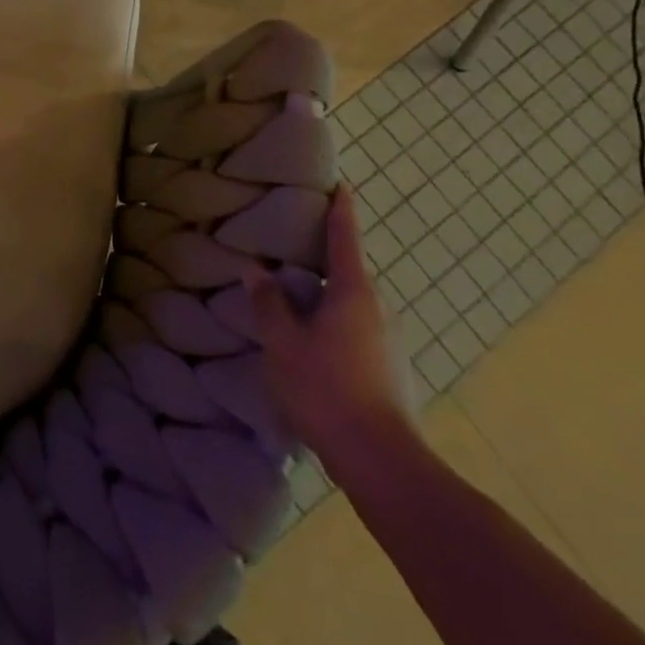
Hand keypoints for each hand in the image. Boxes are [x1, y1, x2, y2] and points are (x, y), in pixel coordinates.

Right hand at [245, 185, 417, 475]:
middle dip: (322, 255)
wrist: (382, 461)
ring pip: (350, 302)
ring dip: (324, 292)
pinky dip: (331, 319)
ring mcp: (387, 339)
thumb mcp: (283, 343)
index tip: (339, 183)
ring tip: (291, 293)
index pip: (345, 237)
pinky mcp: (387, 366)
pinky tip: (308, 338)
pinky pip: (355, 326)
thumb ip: (269, 303)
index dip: (341, 209)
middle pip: (348, 270)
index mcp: (354, 292)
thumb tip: (256, 271)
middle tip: (288, 243)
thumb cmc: (326, 388)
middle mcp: (377, 308)